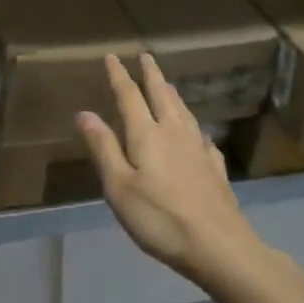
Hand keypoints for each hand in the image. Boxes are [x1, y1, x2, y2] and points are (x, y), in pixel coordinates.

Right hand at [78, 53, 261, 283]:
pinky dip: (195, 128)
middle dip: (152, 75)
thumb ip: (103, 148)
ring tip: (168, 85)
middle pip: (162, 95)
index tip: (112, 56)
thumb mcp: (119, 186)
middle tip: (146, 56)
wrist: (218, 246)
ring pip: (184, 112)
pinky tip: (199, 135)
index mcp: (146, 134)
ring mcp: (199, 149)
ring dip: (173, 94)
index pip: (129, 96)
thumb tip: (84, 112)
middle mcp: (174, 133)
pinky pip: (203, 138)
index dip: (119, 75)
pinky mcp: (215, 169)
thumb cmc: (159, 218)